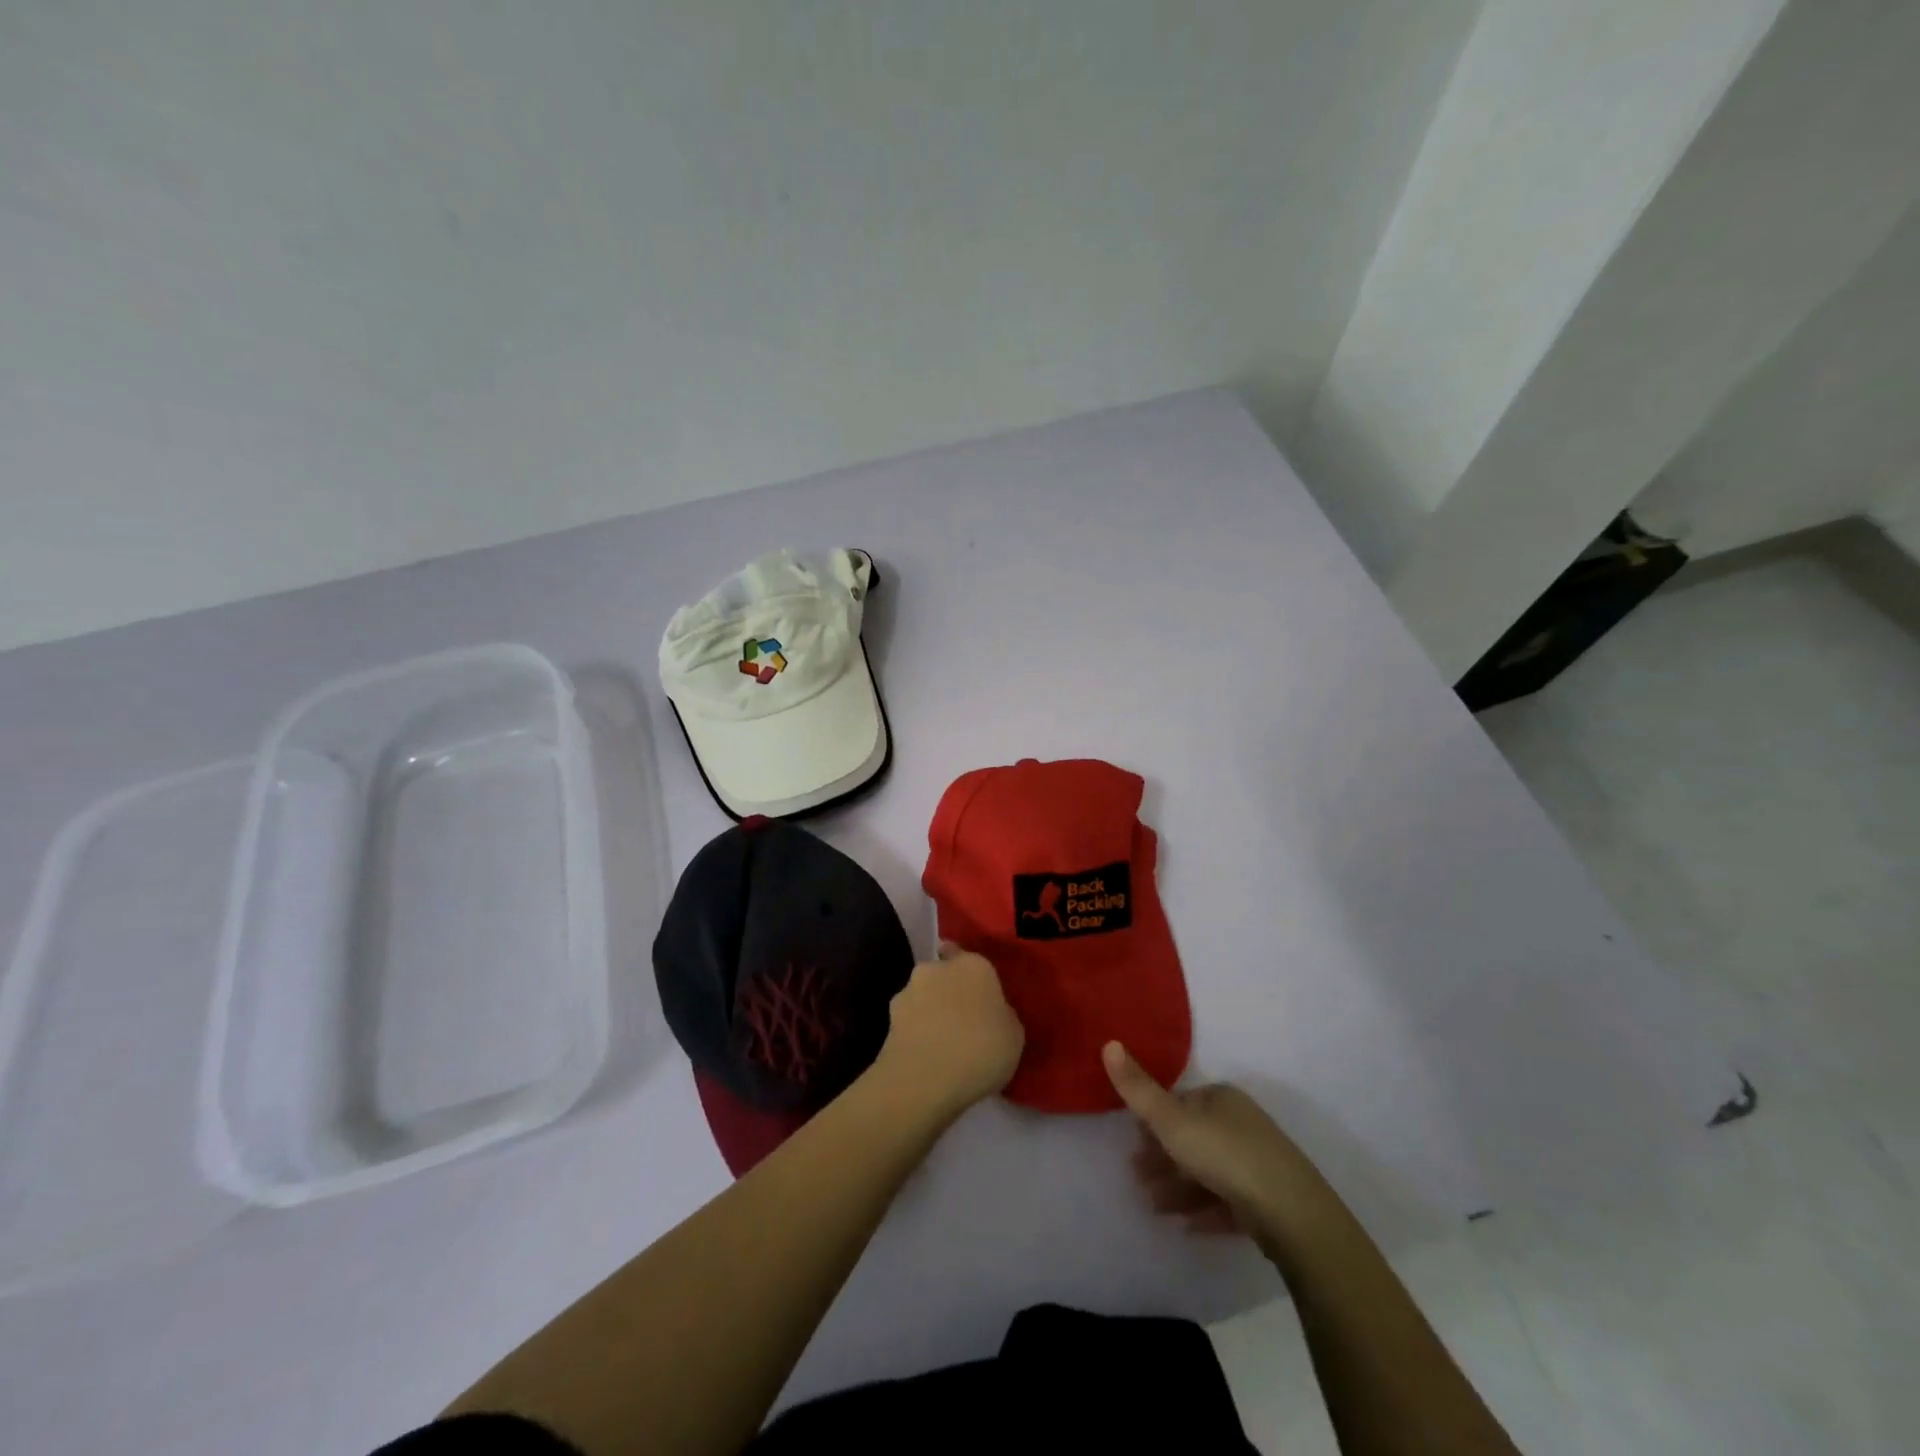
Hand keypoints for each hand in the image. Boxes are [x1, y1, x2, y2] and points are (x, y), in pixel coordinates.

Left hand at [874, 945, 1023, 1121]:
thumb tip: (991, 1013)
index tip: (977, 995)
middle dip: (948, 991)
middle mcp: (937, 969)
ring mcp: (908, 991)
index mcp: (973, 965)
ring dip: (929, 1011)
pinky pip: (909, 1021)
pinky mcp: (888, 1018)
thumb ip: (1002, 1015)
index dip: (970, 975)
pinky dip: (915, 1032)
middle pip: (943, 974)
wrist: (924, 1079)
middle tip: (962, 1021)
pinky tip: (925, 1057)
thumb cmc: (981, 1050)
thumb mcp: (1014, 1036)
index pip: (967, 955)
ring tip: (941, 1044)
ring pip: (923, 996)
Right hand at [1103, 1041, 1311, 1234]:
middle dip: (1163, 1158)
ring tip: (1155, 1207)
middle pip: (1193, 1137)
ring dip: (1178, 1187)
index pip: (1179, 1103)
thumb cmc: (1224, 1155)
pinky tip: (1187, 1227)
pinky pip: (1229, 1201)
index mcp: (1220, 1098)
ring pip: (1209, 1171)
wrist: (1291, 1212)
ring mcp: (1258, 1162)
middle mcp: (1240, 1123)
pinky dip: (1205, 1210)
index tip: (1133, 1144)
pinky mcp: (1269, 1199)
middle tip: (1137, 1179)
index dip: (1153, 1122)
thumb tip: (1109, 1042)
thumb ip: (1138, 1089)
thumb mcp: (1172, 1120)